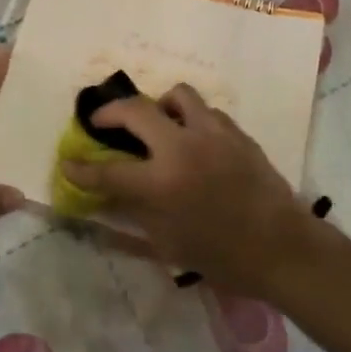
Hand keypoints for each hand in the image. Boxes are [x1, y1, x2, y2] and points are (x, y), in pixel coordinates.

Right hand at [60, 83, 313, 293]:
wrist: (282, 247)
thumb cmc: (222, 257)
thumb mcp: (168, 244)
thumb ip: (135, 214)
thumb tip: (109, 196)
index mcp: (161, 184)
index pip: (108, 172)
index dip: (81, 169)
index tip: (67, 163)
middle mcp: (182, 149)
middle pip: (135, 110)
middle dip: (110, 112)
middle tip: (102, 122)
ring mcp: (212, 134)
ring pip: (176, 95)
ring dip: (158, 106)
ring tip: (157, 123)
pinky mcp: (236, 132)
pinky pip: (206, 111)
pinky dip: (191, 119)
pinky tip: (194, 139)